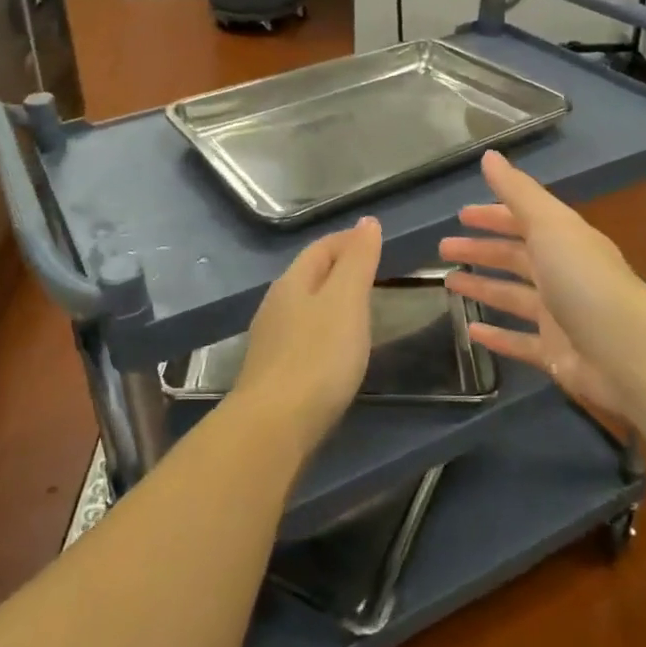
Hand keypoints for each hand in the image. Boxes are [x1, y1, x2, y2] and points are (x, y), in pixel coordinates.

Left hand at [231, 217, 383, 451]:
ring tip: (360, 307)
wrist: (275, 425)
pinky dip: (324, 329)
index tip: (374, 239)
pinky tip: (336, 347)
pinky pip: (303, 335)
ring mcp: (271, 339)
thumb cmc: (318, 356)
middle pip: (309, 274)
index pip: (320, 248)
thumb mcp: (346, 300)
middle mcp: (275, 304)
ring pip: (304, 305)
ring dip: (330, 299)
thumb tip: (367, 222)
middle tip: (373, 271)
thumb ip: (357, 261)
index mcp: (292, 282)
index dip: (347, 240)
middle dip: (339, 267)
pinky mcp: (274, 372)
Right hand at [439, 151, 645, 419]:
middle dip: (481, 249)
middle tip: (443, 248)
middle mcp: (562, 274)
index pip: (523, 221)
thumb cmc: (584, 280)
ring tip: (448, 283)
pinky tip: (471, 331)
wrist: (629, 353)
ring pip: (512, 297)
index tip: (460, 215)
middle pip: (515, 257)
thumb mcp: (549, 225)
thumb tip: (489, 155)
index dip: (493, 216)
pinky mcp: (555, 353)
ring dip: (482, 287)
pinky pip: (519, 341)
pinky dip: (496, 336)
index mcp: (564, 241)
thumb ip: (518, 192)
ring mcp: (559, 316)